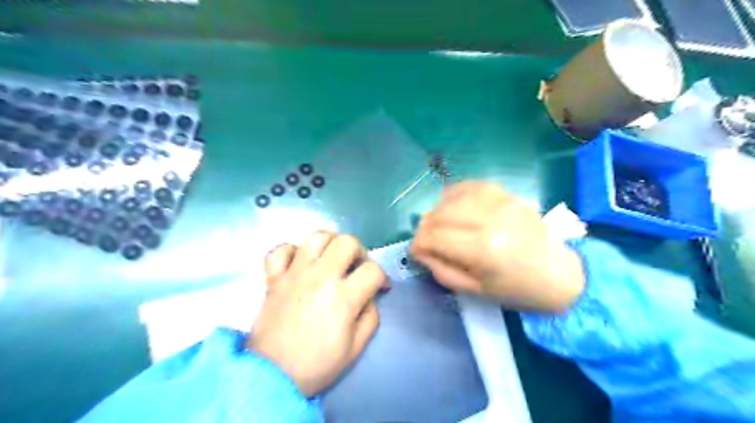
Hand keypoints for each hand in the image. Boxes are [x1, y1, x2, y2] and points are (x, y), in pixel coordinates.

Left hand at [249, 233, 388, 397]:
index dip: (382, 277)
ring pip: (316, 237)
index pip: (373, 270)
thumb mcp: (355, 348)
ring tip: (331, 258)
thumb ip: (370, 317)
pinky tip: (298, 263)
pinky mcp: (274, 278)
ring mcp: (295, 274)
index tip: (380, 287)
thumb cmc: (317, 364)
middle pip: (347, 242)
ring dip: (330, 243)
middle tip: (356, 267)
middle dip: (359, 252)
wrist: (272, 375)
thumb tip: (369, 297)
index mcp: (343, 297)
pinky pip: (280, 250)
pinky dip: (291, 251)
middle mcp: (320, 277)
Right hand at [412, 183, 581, 314]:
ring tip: (440, 227)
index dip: (417, 245)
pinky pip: (468, 186)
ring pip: (450, 198)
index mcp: (483, 249)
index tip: (416, 253)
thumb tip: (419, 250)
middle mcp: (489, 219)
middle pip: (439, 215)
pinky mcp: (505, 193)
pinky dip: (454, 196)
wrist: (558, 273)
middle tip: (427, 242)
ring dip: (437, 213)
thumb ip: (441, 269)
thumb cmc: (516, 289)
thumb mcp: (474, 290)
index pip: (433, 237)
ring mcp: (499, 202)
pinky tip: (453, 208)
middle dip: (425, 229)